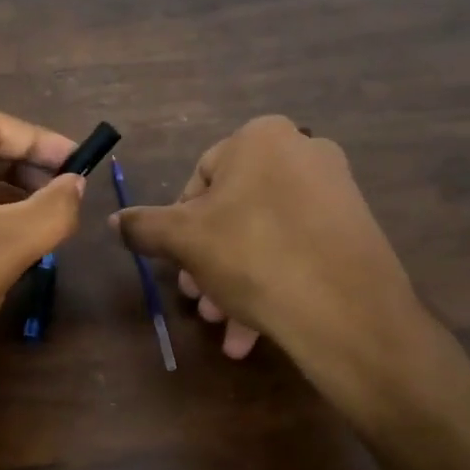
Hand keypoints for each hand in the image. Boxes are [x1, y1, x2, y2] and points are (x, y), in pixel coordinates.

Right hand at [111, 116, 430, 422]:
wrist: (346, 310)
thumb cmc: (253, 255)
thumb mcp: (184, 239)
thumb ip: (144, 226)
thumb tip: (114, 221)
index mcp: (260, 138)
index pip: (200, 177)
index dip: (179, 224)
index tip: (176, 262)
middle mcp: (303, 151)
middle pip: (234, 210)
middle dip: (208, 260)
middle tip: (196, 300)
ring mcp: (335, 190)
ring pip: (264, 236)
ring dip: (234, 281)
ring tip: (224, 325)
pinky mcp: (355, 229)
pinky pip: (297, 250)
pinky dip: (271, 282)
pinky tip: (253, 332)